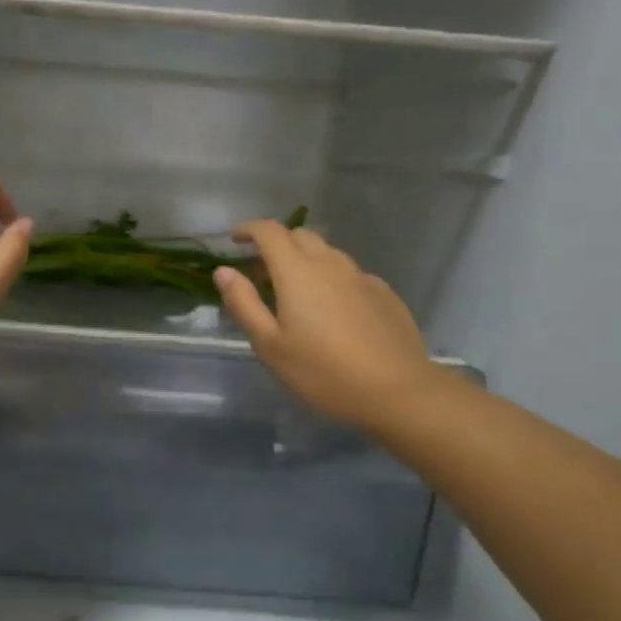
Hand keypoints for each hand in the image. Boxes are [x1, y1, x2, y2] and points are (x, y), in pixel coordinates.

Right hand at [214, 223, 438, 433]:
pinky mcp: (383, 292)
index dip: (249, 230)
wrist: (397, 390)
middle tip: (261, 274)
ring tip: (296, 293)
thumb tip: (224, 271)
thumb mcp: (270, 345)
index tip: (235, 241)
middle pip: (299, 236)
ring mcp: (361, 276)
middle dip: (276, 244)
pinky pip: (349, 274)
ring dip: (304, 260)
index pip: (269, 231)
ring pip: (326, 253)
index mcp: (297, 272)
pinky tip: (332, 311)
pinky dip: (331, 279)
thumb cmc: (323, 371)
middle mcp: (330, 263)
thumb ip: (244, 303)